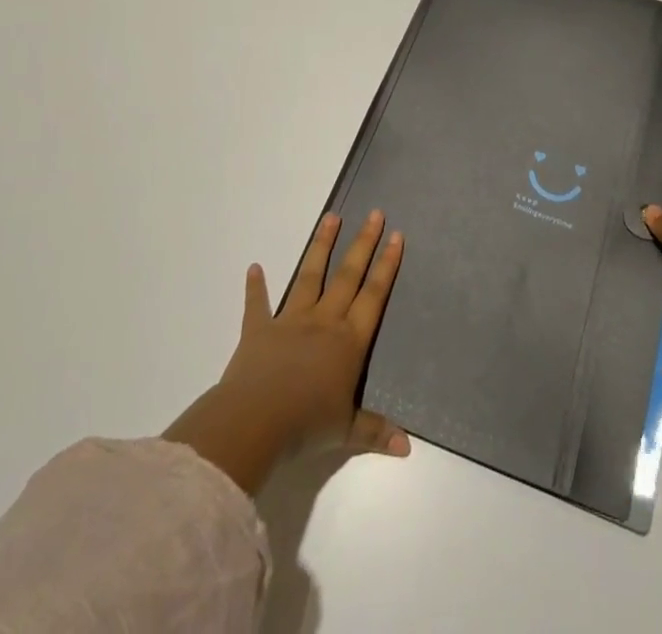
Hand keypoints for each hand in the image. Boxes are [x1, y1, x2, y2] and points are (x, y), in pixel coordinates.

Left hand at [165, 209, 406, 492]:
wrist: (255, 421)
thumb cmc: (306, 426)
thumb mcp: (347, 431)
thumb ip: (375, 432)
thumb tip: (408, 447)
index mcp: (348, 341)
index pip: (373, 295)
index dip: (386, 265)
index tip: (396, 235)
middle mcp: (324, 321)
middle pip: (347, 275)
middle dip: (363, 243)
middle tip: (374, 213)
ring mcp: (290, 321)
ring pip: (309, 276)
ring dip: (320, 246)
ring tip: (330, 217)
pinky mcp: (259, 330)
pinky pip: (258, 304)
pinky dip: (255, 287)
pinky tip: (254, 267)